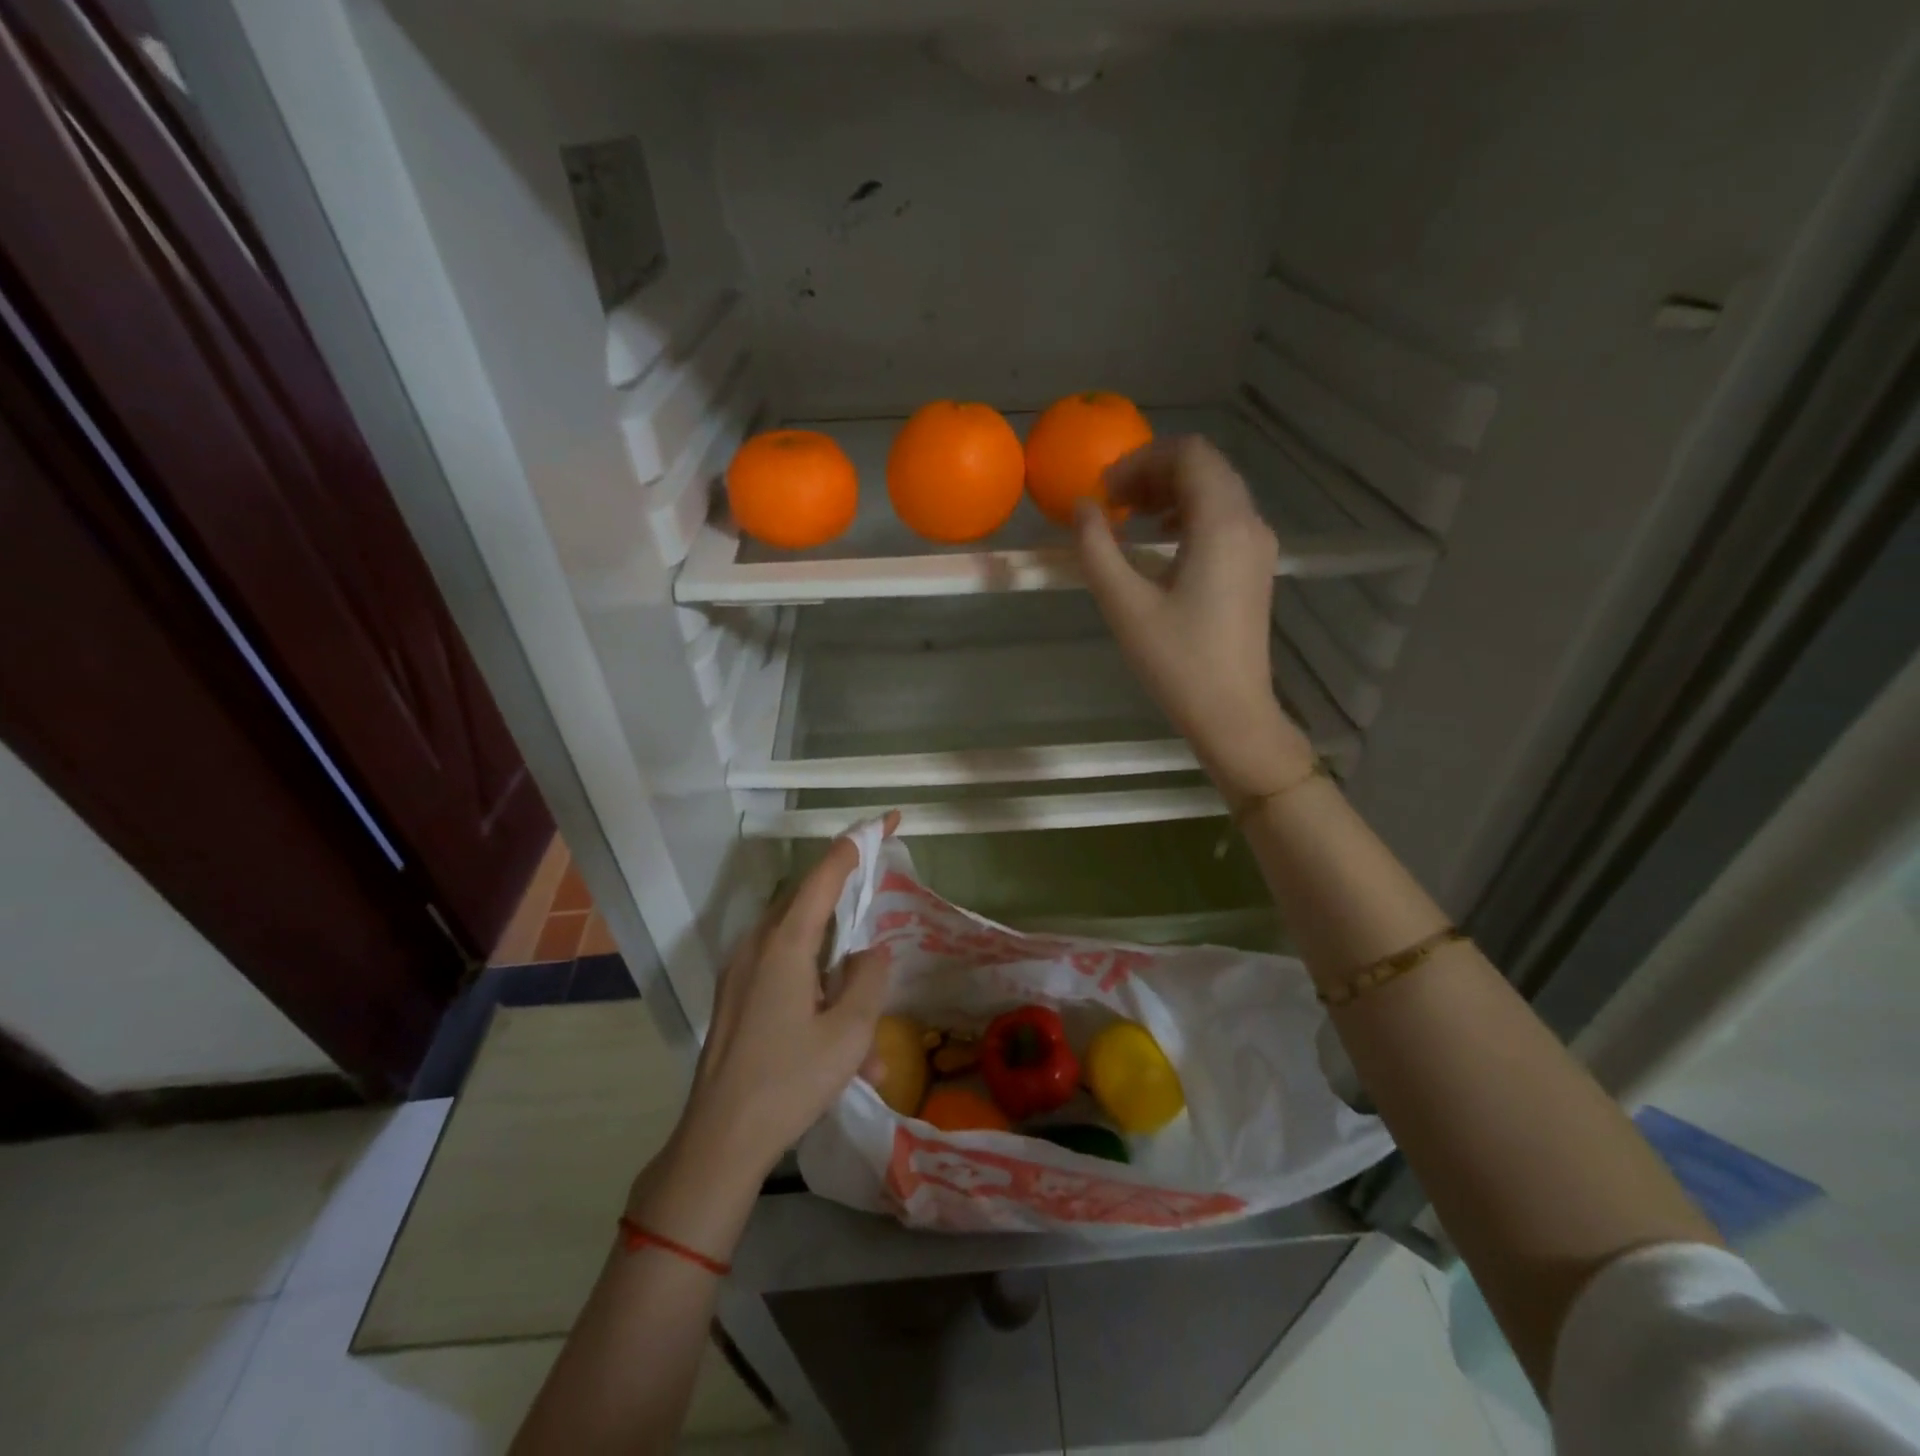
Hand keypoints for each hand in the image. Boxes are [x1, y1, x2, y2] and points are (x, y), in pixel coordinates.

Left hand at [677, 830, 892, 1177]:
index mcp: (784, 943)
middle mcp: (757, 945)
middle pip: (809, 902)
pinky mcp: (736, 998)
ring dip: (836, 973)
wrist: (718, 1142)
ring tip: (866, 1041)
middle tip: (877, 898)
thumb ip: (869, 978)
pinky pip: (783, 975)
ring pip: (800, 946)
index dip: (857, 844)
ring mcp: (740, 972)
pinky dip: (815, 995)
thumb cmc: (789, 1082)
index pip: (825, 874)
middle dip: (847, 900)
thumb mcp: (850, 1033)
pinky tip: (840, 1054)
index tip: (886, 821)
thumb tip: (871, 951)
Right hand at [1073, 436, 1312, 801]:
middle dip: (1155, 472)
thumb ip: (1097, 548)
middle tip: (1112, 501)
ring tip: (1131, 519)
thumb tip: (1082, 508)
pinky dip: (1189, 514)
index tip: (1105, 490)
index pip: (1189, 454)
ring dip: (1171, 492)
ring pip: (1217, 491)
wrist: (1231, 711)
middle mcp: (1249, 523)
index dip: (1142, 459)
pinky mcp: (1255, 567)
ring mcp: (1258, 545)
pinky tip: (1160, 544)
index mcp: (1222, 524)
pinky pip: (1224, 518)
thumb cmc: (1176, 660)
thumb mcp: (1124, 604)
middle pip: (1205, 467)